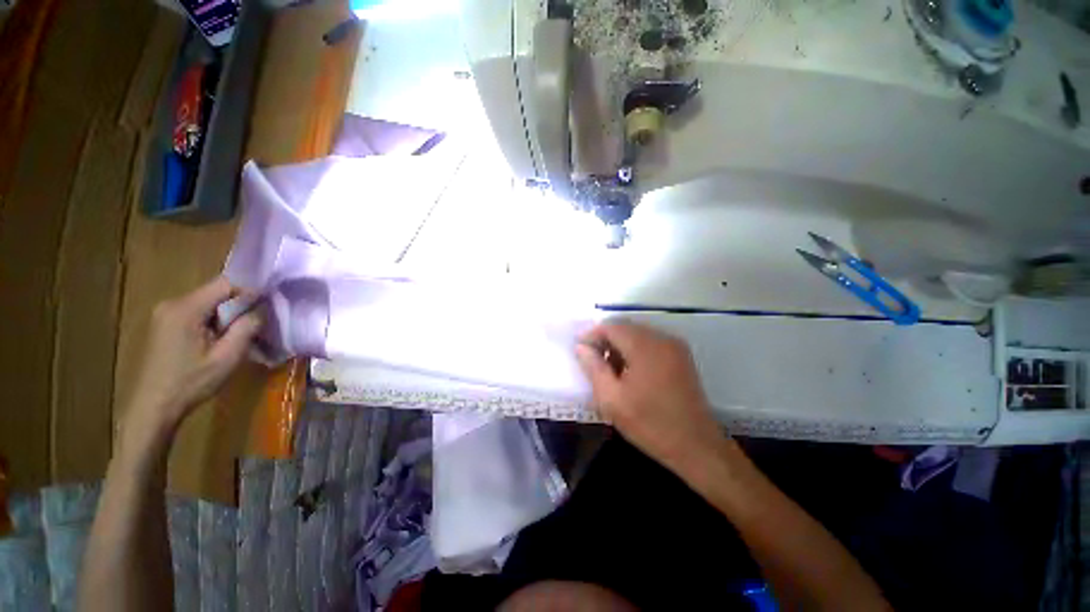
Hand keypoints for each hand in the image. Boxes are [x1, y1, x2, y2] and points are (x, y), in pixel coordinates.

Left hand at [125, 277, 261, 439]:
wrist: (153, 407)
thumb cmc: (191, 382)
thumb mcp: (227, 356)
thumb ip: (247, 327)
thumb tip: (264, 307)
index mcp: (186, 308)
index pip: (226, 284)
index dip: (250, 291)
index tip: (266, 308)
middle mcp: (172, 303)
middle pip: (215, 292)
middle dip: (238, 305)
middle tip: (255, 325)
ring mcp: (164, 313)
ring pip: (207, 303)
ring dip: (226, 315)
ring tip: (238, 336)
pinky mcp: (162, 323)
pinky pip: (195, 312)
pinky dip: (212, 321)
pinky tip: (217, 341)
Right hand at [575, 321, 725, 471]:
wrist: (696, 446)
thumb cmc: (650, 424)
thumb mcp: (612, 399)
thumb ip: (593, 368)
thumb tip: (581, 347)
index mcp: (645, 346)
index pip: (611, 326)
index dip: (592, 334)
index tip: (579, 350)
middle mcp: (662, 338)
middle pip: (625, 327)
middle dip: (605, 339)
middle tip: (592, 361)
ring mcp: (675, 346)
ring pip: (637, 334)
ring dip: (619, 345)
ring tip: (610, 369)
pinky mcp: (681, 356)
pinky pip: (650, 342)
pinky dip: (635, 350)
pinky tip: (630, 371)